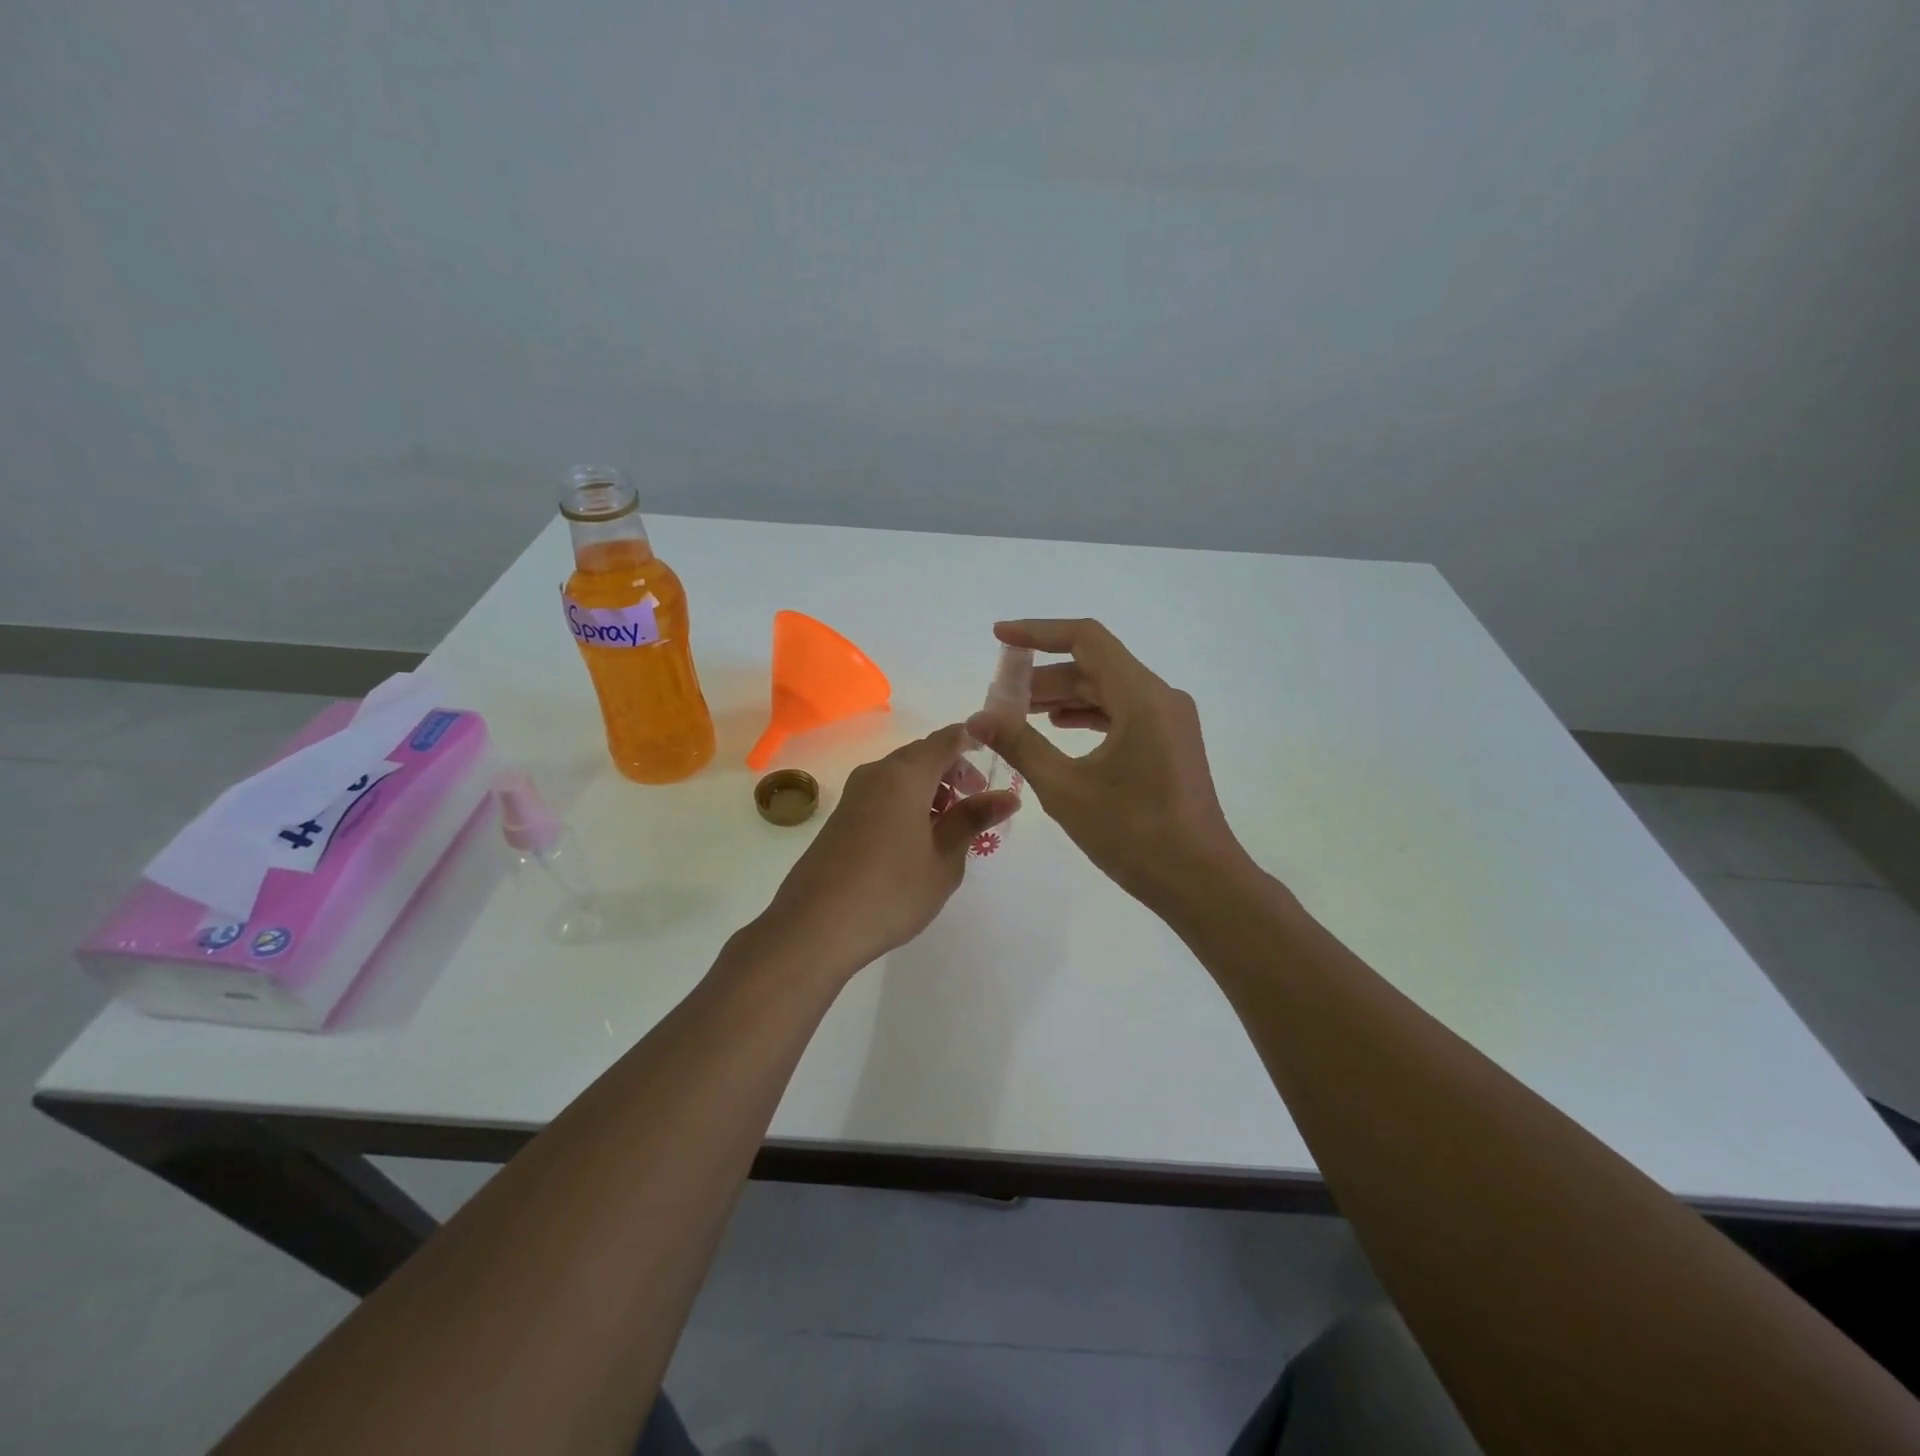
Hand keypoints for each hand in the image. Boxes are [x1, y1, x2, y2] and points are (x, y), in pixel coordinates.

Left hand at [760, 724, 1019, 975]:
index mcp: (906, 775)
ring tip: (949, 828)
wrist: (815, 926)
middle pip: (923, 754)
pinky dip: (907, 802)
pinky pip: (883, 793)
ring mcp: (855, 794)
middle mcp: (878, 773)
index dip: (974, 742)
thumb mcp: (944, 859)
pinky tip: (916, 840)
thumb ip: (973, 820)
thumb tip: (1008, 796)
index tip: (996, 761)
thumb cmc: (891, 892)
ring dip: (930, 789)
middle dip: (954, 771)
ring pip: (902, 775)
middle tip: (977, 804)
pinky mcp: (841, 816)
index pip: (947, 738)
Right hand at [966, 619, 1249, 913]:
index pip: (1086, 639)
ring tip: (1020, 712)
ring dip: (1064, 696)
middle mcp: (1161, 698)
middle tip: (1001, 694)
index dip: (1038, 633)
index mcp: (1142, 697)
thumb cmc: (1134, 834)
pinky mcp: (1170, 743)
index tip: (999, 637)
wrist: (1200, 882)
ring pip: (1108, 690)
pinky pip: (1123, 713)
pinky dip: (1088, 715)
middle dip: (1045, 674)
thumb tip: (978, 718)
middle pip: (1096, 665)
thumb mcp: (1066, 789)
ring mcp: (1169, 721)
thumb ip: (1020, 745)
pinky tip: (1059, 728)